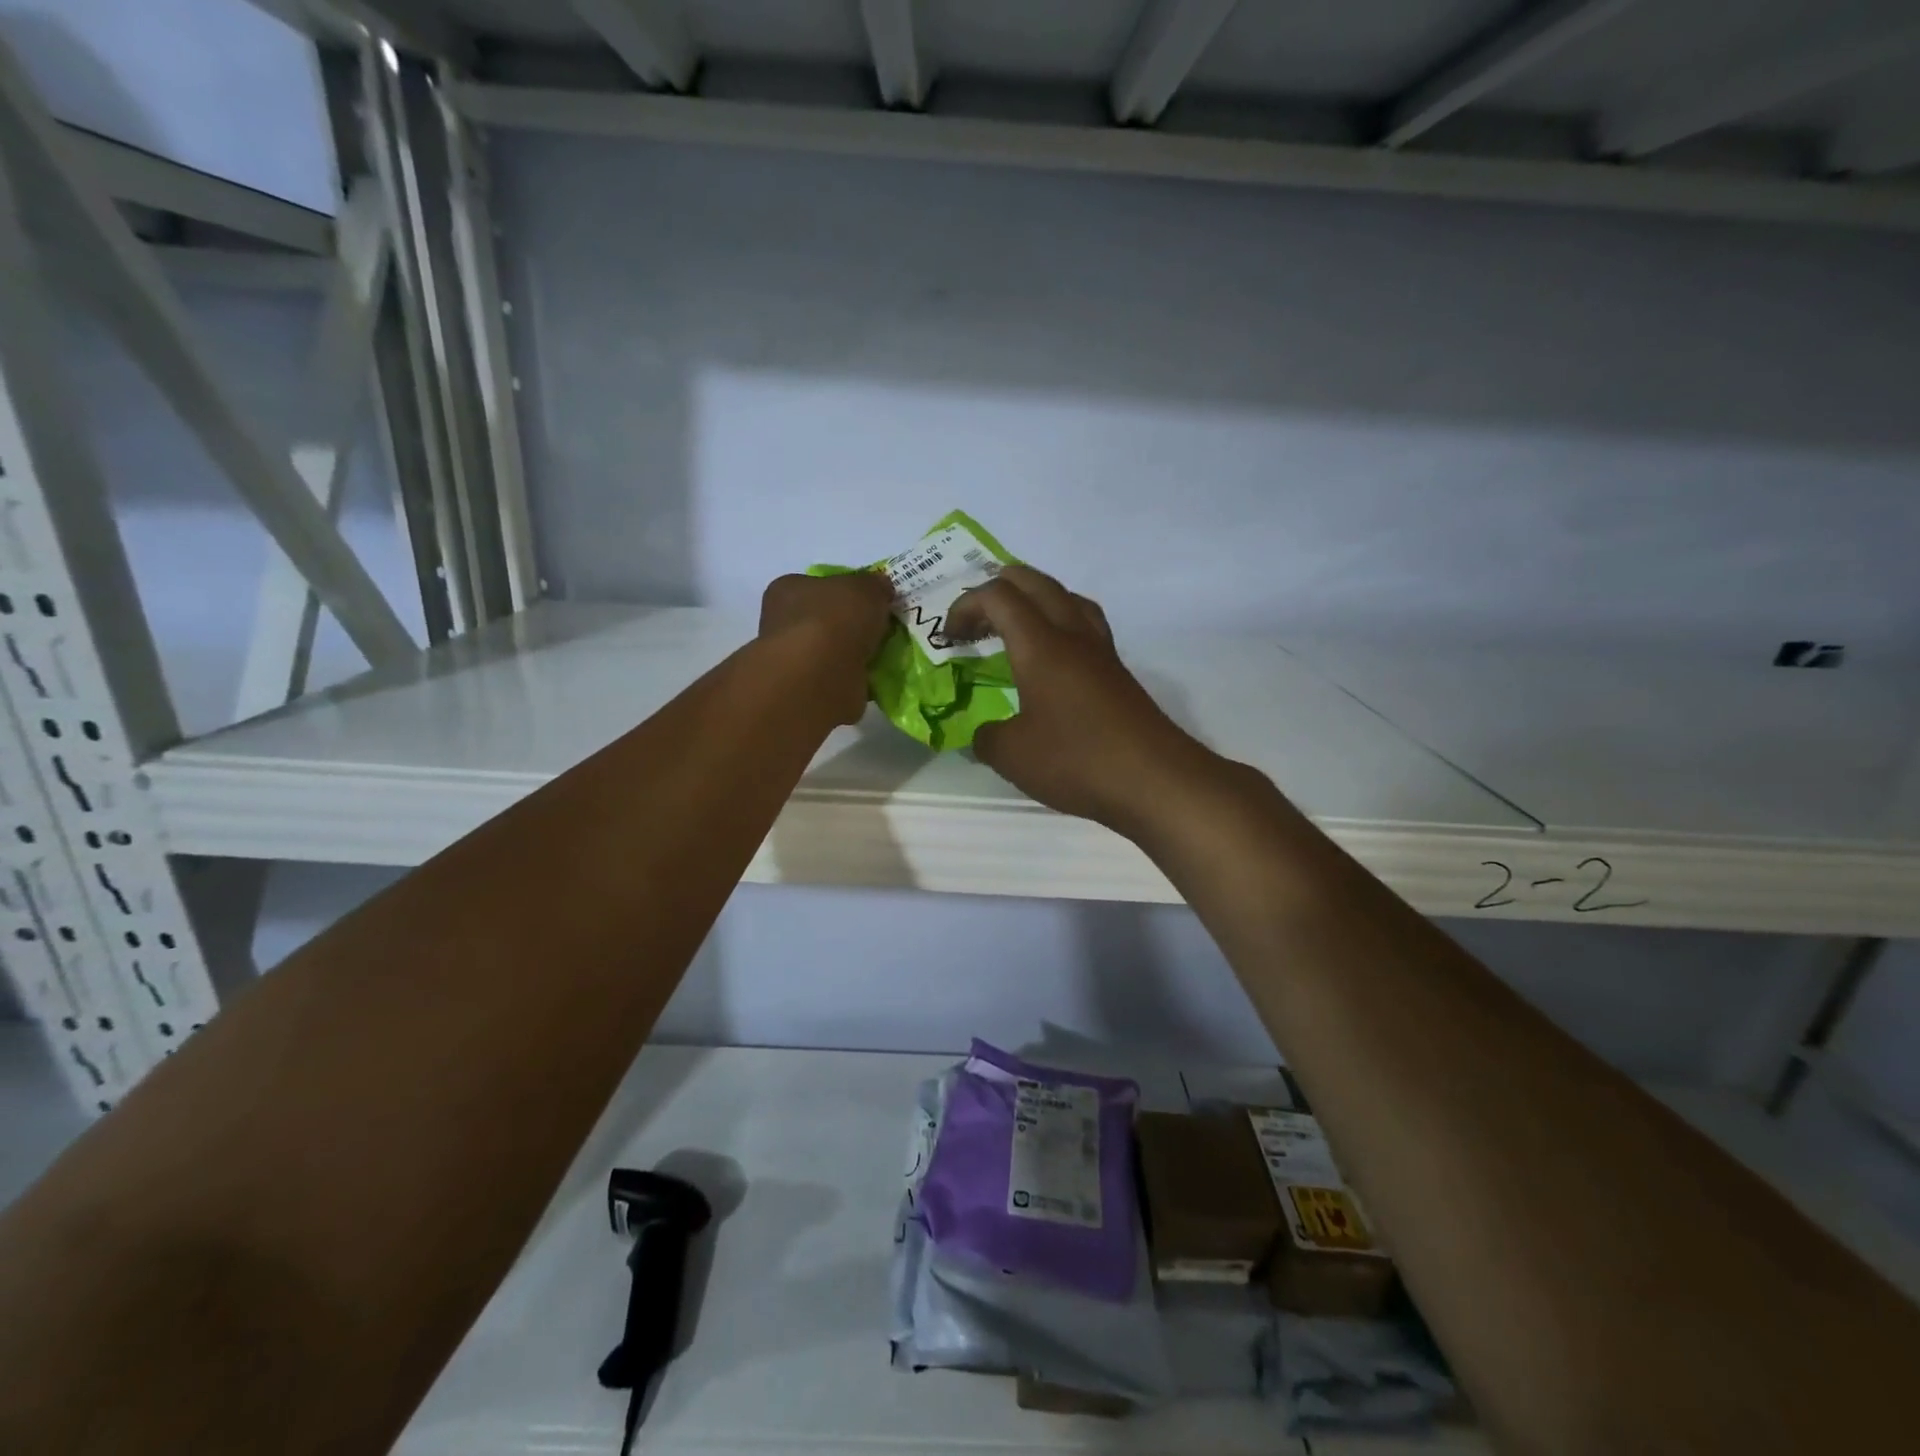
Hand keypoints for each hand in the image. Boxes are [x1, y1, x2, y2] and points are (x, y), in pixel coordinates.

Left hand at [759, 571, 895, 724]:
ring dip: (856, 655)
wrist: (821, 676)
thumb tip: (880, 588)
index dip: (845, 591)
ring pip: (833, 652)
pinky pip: (840, 679)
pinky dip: (856, 680)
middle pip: (826, 619)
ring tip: (885, 656)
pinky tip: (876, 679)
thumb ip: (874, 585)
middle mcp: (783, 623)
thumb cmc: (835, 619)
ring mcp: (794, 659)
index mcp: (788, 589)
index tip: (871, 601)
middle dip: (853, 626)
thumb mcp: (865, 587)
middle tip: (882, 630)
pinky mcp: (808, 690)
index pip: (817, 585)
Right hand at [944, 565, 1222, 829]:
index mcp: (1041, 644)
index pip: (998, 596)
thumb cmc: (1077, 760)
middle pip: (1035, 582)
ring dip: (1034, 601)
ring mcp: (1101, 652)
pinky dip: (1060, 625)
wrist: (1155, 780)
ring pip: (1067, 598)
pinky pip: (1085, 626)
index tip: (949, 638)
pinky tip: (1053, 661)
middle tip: (976, 620)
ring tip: (1015, 628)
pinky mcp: (1118, 673)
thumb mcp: (1012, 756)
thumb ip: (987, 738)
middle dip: (998, 588)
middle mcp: (1073, 635)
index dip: (966, 606)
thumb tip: (984, 734)